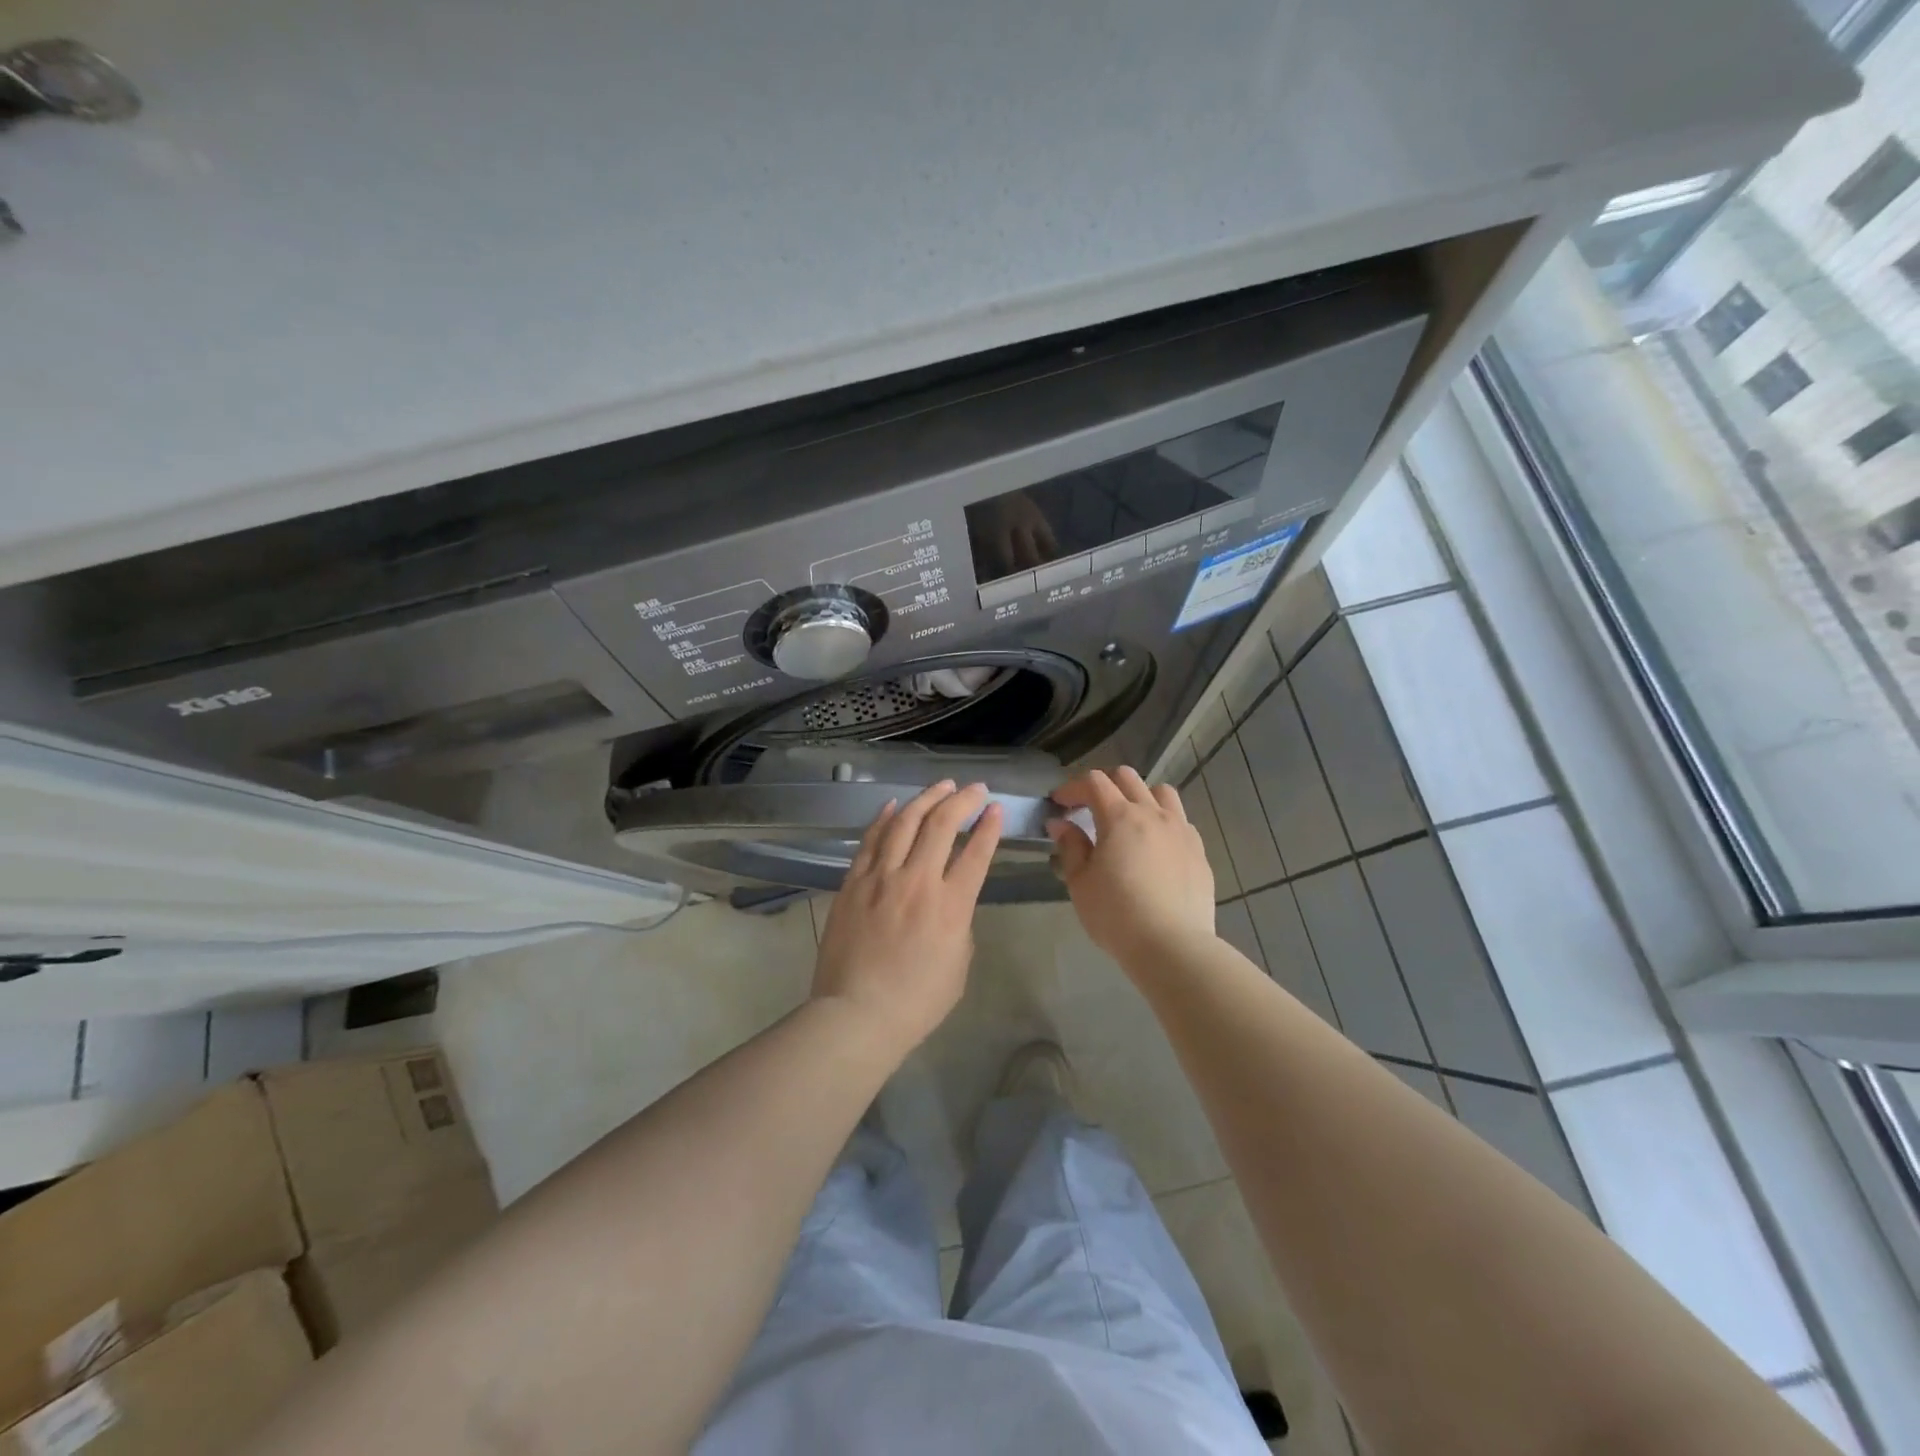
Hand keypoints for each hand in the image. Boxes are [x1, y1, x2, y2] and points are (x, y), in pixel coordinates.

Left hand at [812, 781, 1003, 1054]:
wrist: (856, 1015)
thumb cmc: (916, 1001)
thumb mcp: (959, 964)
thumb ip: (959, 924)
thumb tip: (948, 902)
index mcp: (951, 906)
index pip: (976, 853)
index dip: (989, 826)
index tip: (996, 808)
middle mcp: (917, 881)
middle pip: (942, 825)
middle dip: (962, 800)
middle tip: (974, 789)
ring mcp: (880, 878)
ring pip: (905, 822)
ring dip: (926, 798)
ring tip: (941, 785)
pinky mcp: (853, 883)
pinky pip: (870, 840)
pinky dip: (885, 818)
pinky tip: (895, 805)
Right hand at [1046, 768, 1215, 969]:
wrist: (1172, 946)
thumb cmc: (1116, 914)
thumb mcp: (1080, 882)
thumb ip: (1071, 847)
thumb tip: (1061, 824)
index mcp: (1120, 817)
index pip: (1093, 782)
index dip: (1072, 787)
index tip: (1059, 803)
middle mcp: (1153, 814)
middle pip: (1127, 778)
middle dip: (1103, 785)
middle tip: (1088, 807)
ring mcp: (1181, 830)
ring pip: (1161, 792)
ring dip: (1139, 796)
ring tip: (1128, 820)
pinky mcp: (1199, 851)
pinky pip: (1180, 821)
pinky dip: (1163, 821)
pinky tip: (1155, 846)